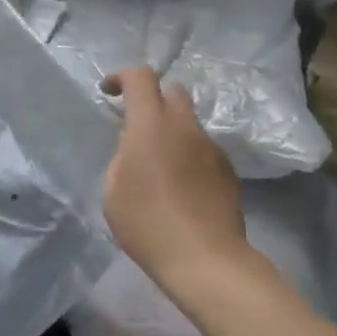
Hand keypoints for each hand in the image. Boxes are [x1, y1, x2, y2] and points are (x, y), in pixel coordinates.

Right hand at [100, 67, 250, 296]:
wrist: (204, 258)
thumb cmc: (146, 223)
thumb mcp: (113, 190)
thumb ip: (122, 157)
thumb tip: (135, 146)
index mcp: (150, 125)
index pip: (140, 78)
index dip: (122, 77)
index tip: (109, 91)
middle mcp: (184, 127)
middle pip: (173, 91)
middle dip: (153, 100)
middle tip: (137, 128)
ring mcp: (210, 148)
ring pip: (189, 124)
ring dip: (172, 133)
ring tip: (159, 169)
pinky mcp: (228, 170)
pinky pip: (203, 151)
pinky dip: (189, 157)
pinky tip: (181, 190)